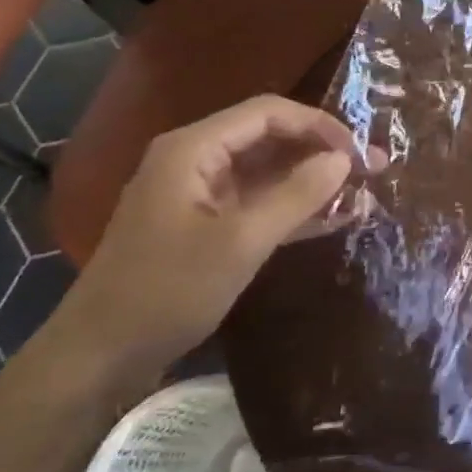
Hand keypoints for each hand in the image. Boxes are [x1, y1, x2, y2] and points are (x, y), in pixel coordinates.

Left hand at [55, 97, 361, 377]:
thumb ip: (296, 196)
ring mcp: (199, 194)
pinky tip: (334, 218)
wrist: (98, 358)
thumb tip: (344, 160)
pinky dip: (293, 208)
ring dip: (312, 181)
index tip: (359, 152)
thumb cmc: (166, 291)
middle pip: (270, 138)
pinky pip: (257, 203)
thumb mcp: (240, 243)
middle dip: (321, 152)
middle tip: (372, 169)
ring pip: (268, 172)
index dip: (319, 125)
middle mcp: (196, 160)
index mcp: (194, 148)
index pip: (269, 113)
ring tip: (363, 192)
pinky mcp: (204, 225)